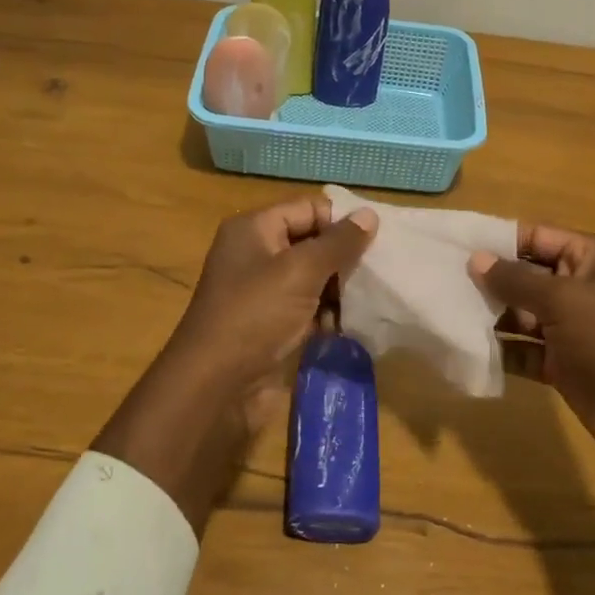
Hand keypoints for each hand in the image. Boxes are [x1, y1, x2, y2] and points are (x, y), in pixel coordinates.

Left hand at [92, 195, 377, 534]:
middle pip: (311, 243)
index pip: (308, 209)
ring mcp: (263, 292)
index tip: (378, 240)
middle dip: (344, 258)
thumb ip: (338, 243)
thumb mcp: (300, 271)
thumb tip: (370, 214)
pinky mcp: (271, 324)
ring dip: (339, 290)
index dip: (341, 221)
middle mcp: (257, 254)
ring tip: (368, 301)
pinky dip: (326, 316)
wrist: (216, 385)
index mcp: (254, 229)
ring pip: (313, 279)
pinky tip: (347, 327)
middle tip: (379, 273)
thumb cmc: (255, 315)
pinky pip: (307, 309)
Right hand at [469, 226, 594, 458]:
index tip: (456, 244)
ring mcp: (575, 328)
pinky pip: (526, 349)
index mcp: (594, 257)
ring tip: (447, 312)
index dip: (499, 240)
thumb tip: (475, 259)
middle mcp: (585, 287)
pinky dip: (502, 349)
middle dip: (490, 280)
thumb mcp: (564, 299)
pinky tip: (468, 347)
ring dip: (491, 315)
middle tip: (442, 280)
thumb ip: (516, 279)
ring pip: (524, 314)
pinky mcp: (565, 364)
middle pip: (528, 276)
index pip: (539, 237)